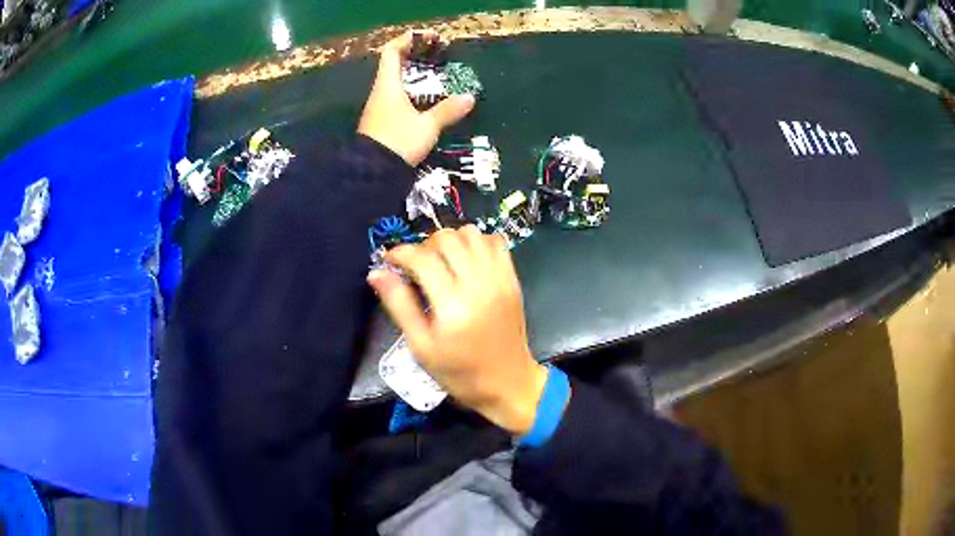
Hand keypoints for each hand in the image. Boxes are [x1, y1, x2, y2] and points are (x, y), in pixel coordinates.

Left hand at [357, 30, 475, 165]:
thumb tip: (469, 97)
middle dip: (415, 56)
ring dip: (414, 74)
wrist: (371, 174)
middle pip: (393, 64)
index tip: (429, 38)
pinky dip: (411, 91)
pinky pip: (397, 97)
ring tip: (436, 75)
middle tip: (437, 55)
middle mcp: (380, 92)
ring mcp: (379, 107)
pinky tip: (426, 99)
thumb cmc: (398, 142)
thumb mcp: (427, 126)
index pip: (391, 51)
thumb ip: (447, 111)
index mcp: (387, 86)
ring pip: (395, 82)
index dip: (408, 40)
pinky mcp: (381, 122)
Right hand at [367, 226, 548, 434]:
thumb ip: (399, 305)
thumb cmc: (459, 372)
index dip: (400, 253)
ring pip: (471, 234)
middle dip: (424, 246)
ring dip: (450, 241)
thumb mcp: (421, 346)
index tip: (390, 261)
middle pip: (447, 239)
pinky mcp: (513, 279)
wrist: (507, 383)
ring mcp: (500, 279)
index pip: (422, 258)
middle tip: (416, 266)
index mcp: (453, 306)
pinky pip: (495, 242)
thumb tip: (376, 272)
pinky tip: (466, 260)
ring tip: (441, 262)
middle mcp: (479, 284)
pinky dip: (477, 242)